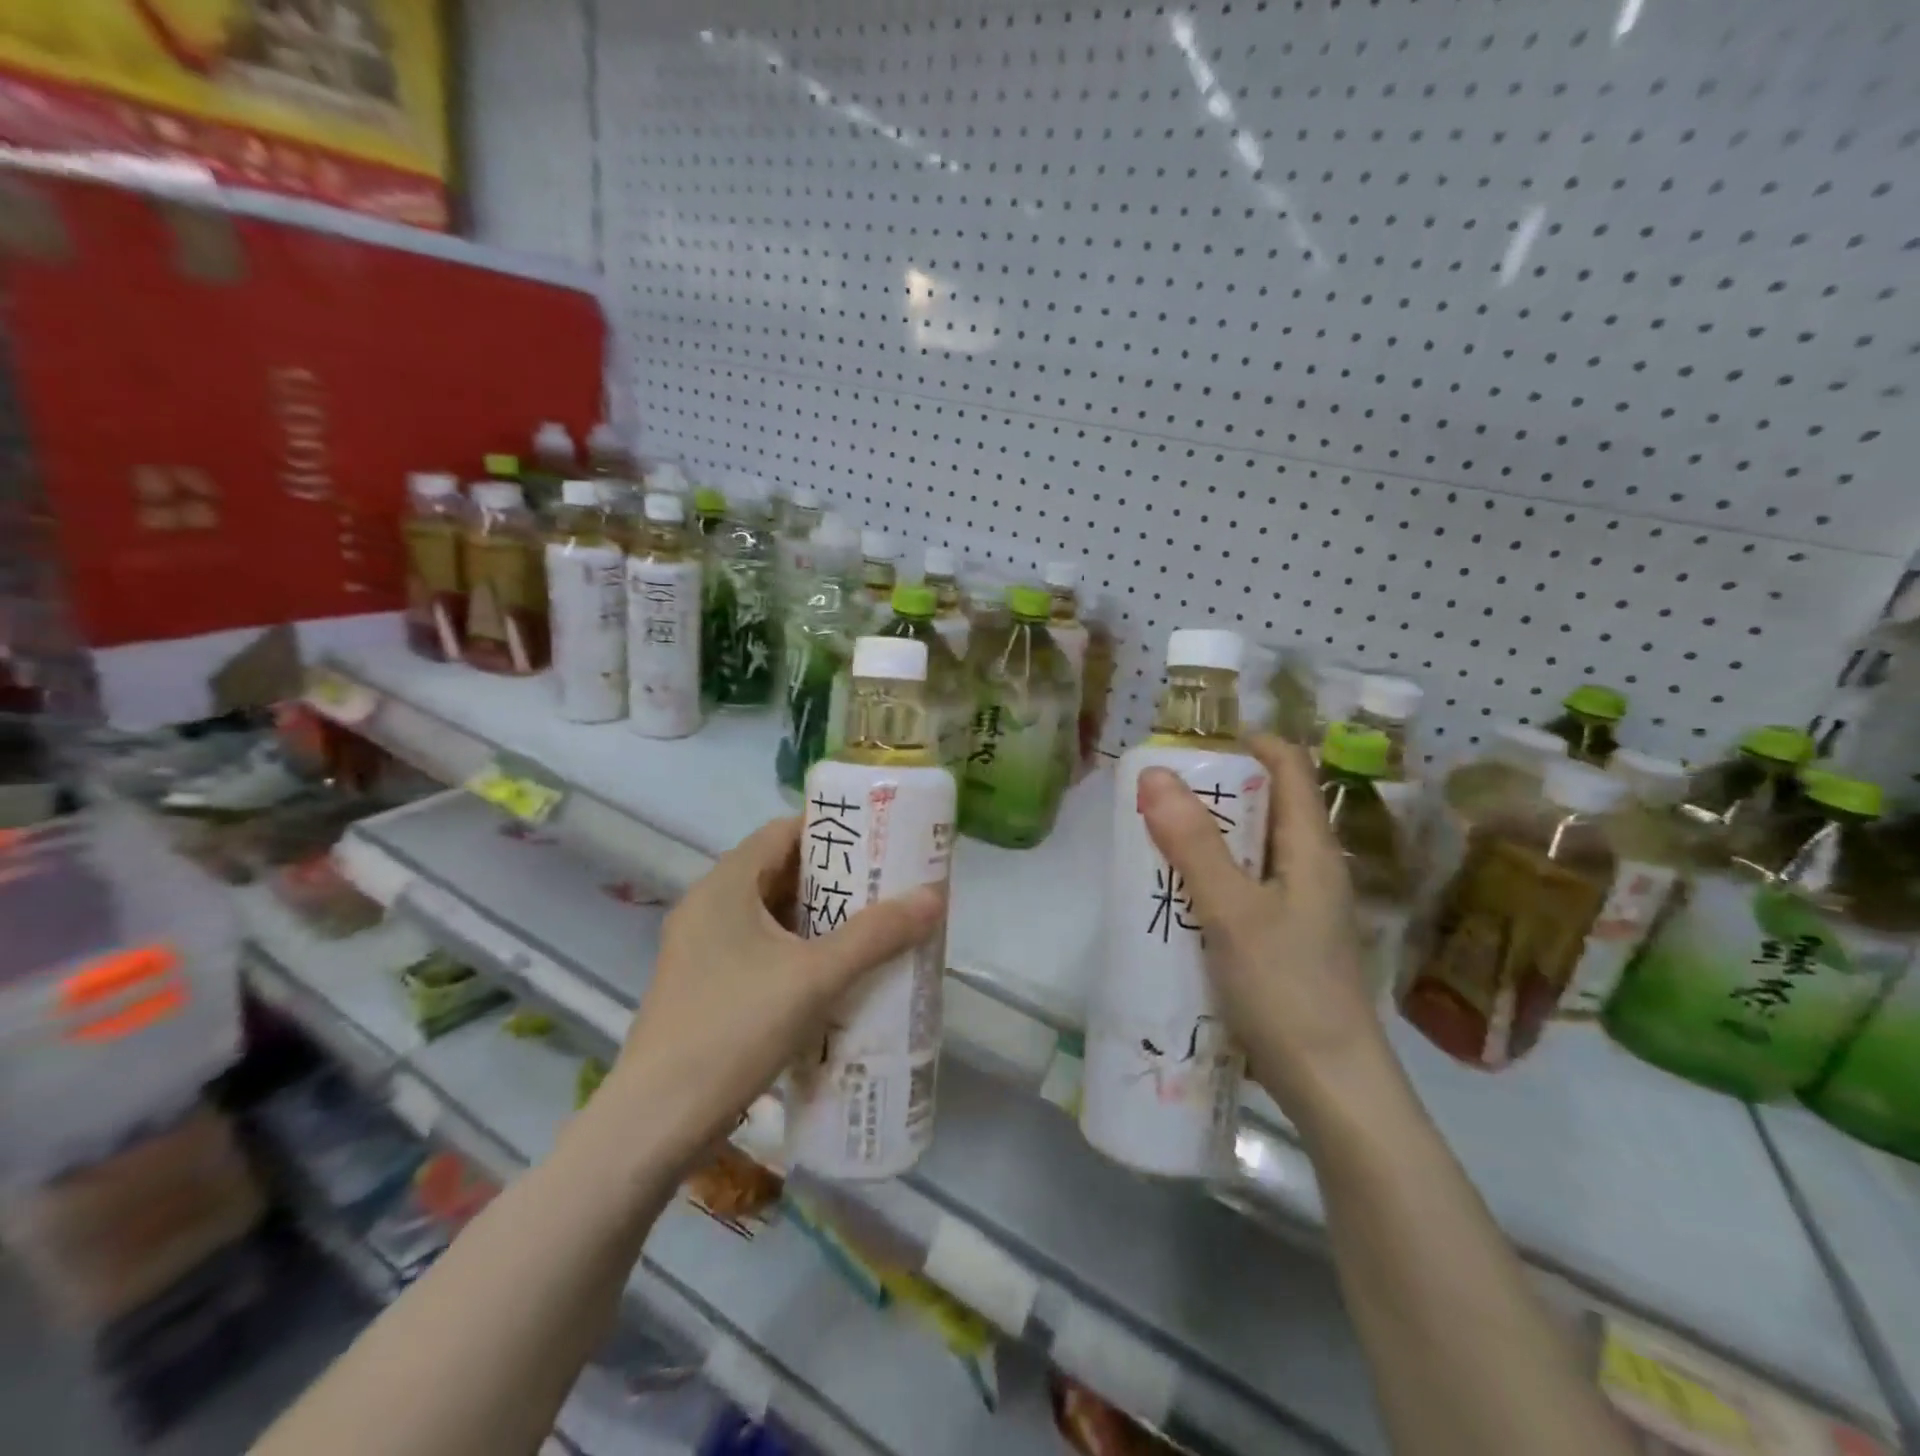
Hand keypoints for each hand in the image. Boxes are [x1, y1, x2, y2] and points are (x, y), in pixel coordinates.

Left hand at [611, 817, 944, 1162]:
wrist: (655, 1123)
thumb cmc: (734, 1030)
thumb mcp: (815, 978)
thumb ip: (875, 935)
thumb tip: (933, 896)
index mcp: (725, 885)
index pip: (783, 831)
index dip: (831, 831)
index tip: (877, 842)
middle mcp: (707, 906)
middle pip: (779, 872)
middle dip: (833, 879)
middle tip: (884, 888)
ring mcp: (700, 949)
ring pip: (769, 915)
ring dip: (816, 919)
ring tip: (870, 928)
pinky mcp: (701, 986)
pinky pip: (758, 949)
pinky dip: (795, 951)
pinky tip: (830, 976)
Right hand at [1137, 735, 1385, 1118]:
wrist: (1332, 1089)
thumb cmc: (1287, 990)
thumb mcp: (1233, 911)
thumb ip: (1194, 844)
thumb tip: (1155, 775)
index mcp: (1310, 849)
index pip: (1288, 767)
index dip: (1246, 743)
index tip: (1190, 747)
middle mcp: (1309, 869)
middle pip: (1264, 807)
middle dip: (1211, 793)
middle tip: (1154, 796)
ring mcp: (1298, 909)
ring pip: (1249, 852)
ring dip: (1204, 839)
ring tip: (1152, 839)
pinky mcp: (1282, 942)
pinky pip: (1241, 890)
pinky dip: (1208, 880)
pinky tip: (1173, 898)